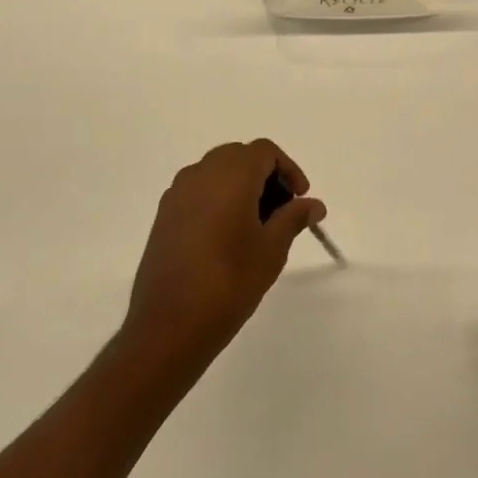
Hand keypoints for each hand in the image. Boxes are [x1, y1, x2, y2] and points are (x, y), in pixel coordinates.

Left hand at [124, 139, 326, 368]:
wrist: (168, 326)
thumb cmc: (229, 282)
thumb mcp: (272, 250)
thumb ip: (294, 218)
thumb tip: (314, 204)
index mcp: (230, 176)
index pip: (264, 151)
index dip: (288, 170)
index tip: (300, 200)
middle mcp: (200, 175)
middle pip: (239, 156)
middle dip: (265, 175)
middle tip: (282, 211)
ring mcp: (177, 194)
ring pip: (217, 172)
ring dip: (241, 186)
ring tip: (257, 226)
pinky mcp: (164, 216)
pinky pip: (198, 191)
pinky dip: (218, 199)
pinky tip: (227, 236)